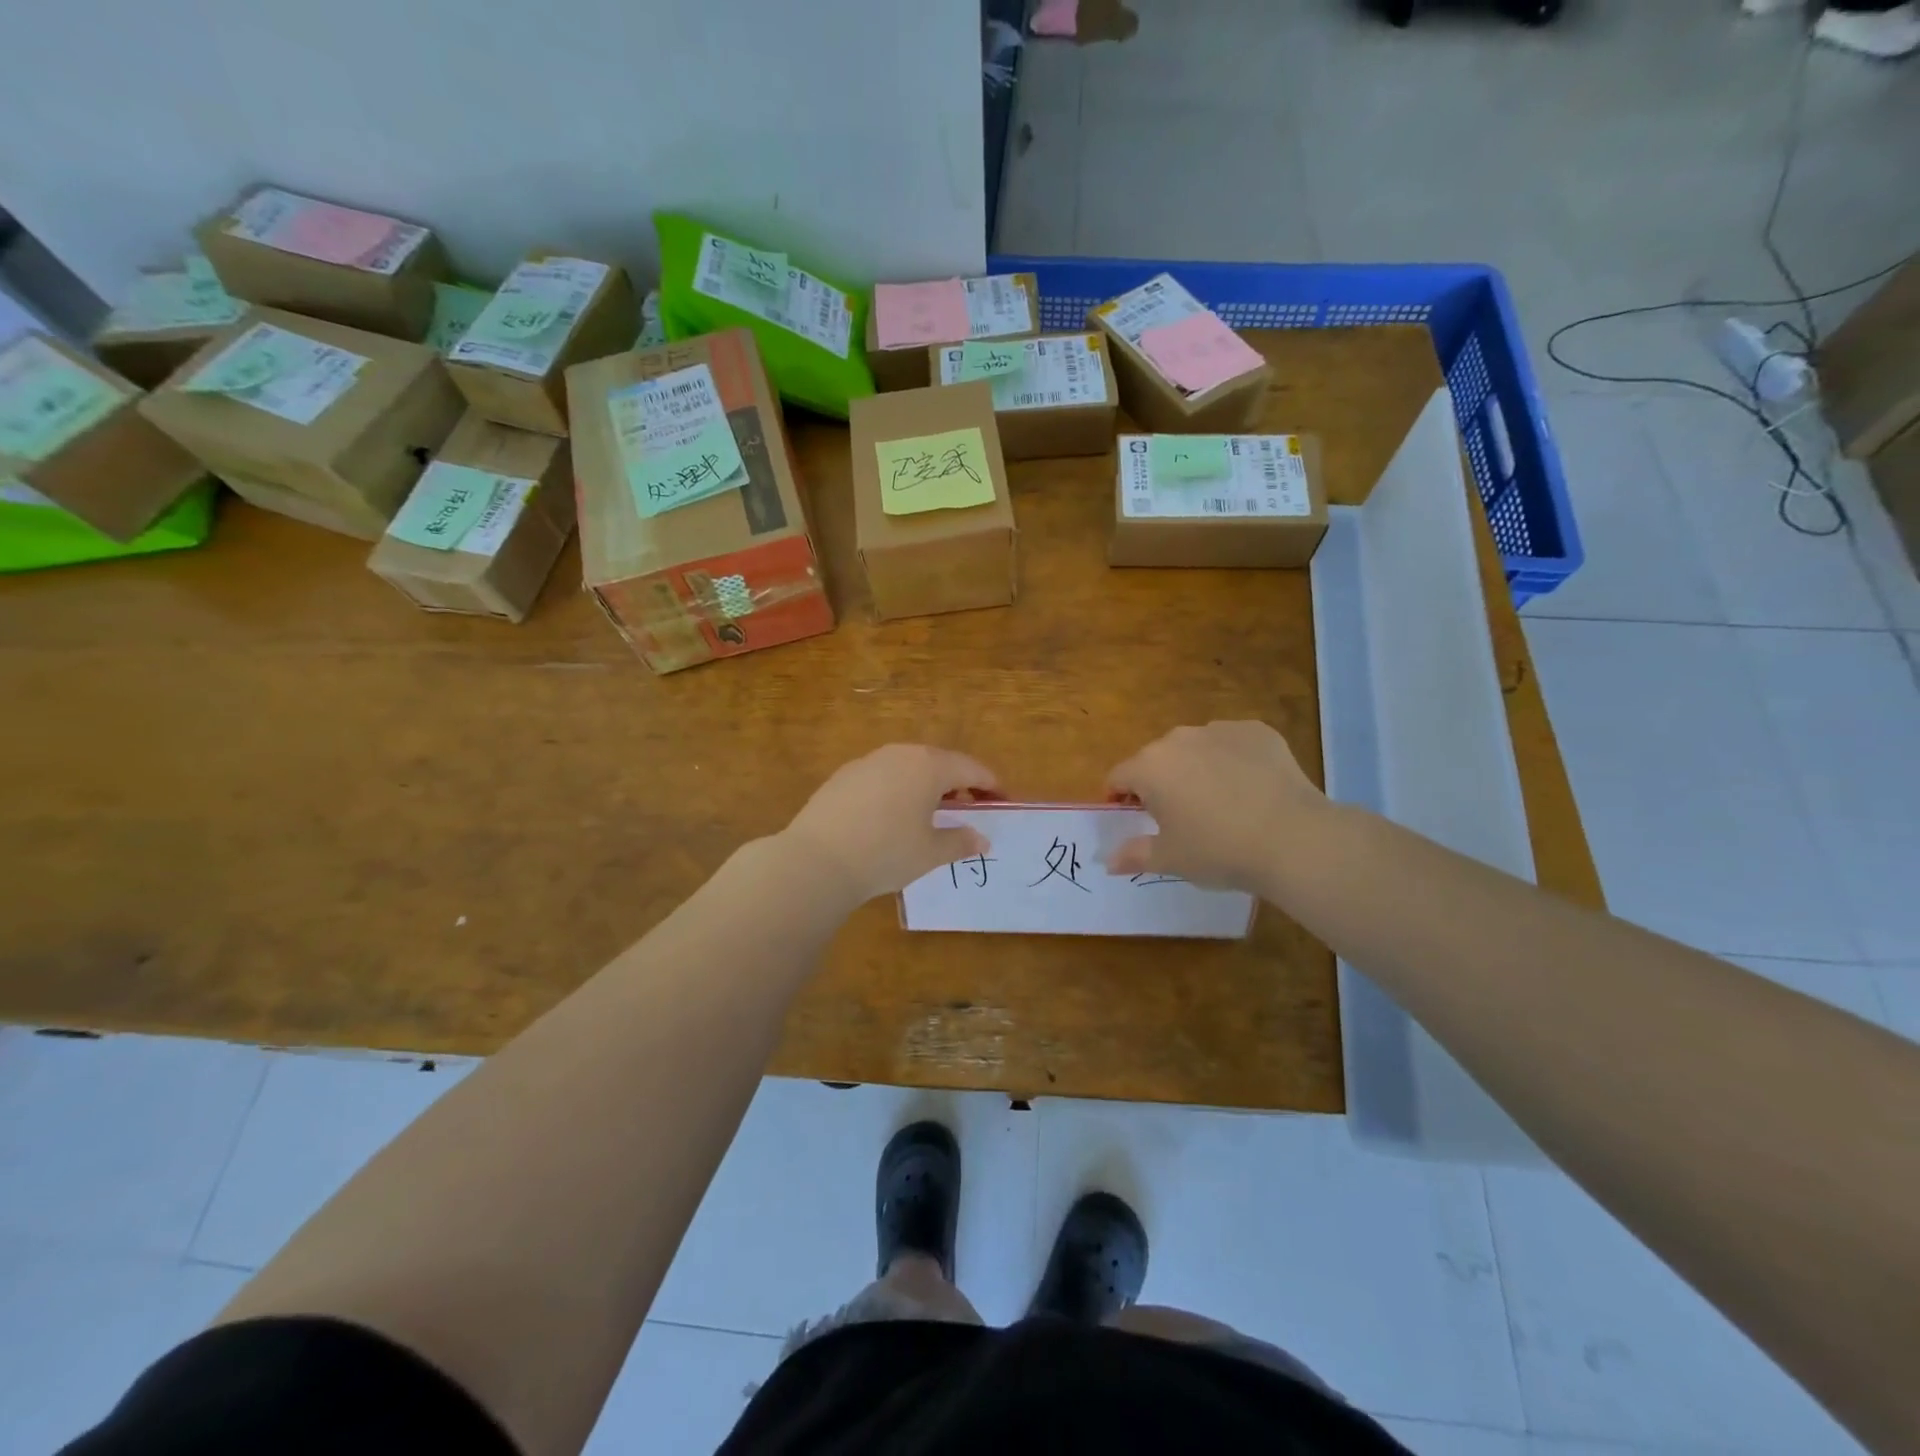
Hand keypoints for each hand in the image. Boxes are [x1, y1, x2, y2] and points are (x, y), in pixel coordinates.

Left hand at [781, 745, 998, 906]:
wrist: (816, 860)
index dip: (991, 785)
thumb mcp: (931, 853)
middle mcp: (901, 753)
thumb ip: (960, 842)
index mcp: (930, 766)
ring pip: (909, 766)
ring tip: (931, 813)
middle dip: (959, 783)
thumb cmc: (886, 853)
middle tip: (969, 808)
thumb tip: (982, 839)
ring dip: (927, 785)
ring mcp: (869, 761)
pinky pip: (884, 776)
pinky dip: (898, 789)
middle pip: (940, 762)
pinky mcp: (844, 775)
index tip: (1002, 801)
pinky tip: (893, 816)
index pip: (971, 769)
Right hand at [1105, 721, 1324, 894]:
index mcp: (1149, 767)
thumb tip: (1109, 860)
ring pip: (1195, 748)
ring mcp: (1220, 730)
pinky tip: (1251, 789)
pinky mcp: (1257, 731)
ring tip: (1220, 802)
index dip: (1120, 798)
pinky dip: (1233, 760)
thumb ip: (1134, 854)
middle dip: (1160, 782)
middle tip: (1181, 816)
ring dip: (1196, 768)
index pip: (1119, 776)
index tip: (1134, 819)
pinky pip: (1232, 744)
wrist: (1293, 839)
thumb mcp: (1171, 859)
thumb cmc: (1219, 851)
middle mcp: (1178, 739)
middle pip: (1156, 759)